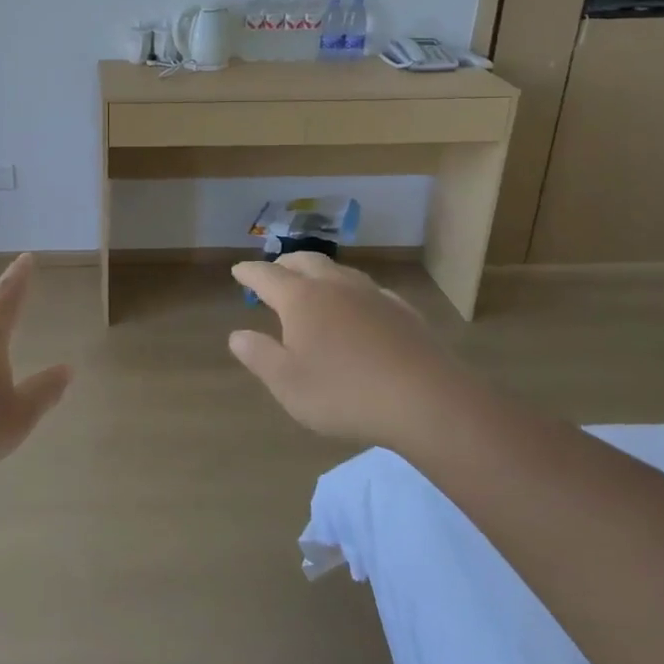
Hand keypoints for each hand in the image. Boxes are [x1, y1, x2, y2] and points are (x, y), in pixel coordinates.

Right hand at [229, 252, 480, 445]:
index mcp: (301, 299)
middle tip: (274, 271)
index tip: (238, 270)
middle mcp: (335, 287)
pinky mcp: (403, 312)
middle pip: (304, 261)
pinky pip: (369, 290)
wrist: (426, 401)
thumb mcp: (287, 383)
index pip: (267, 276)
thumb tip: (237, 335)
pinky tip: (359, 306)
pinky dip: (352, 291)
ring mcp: (373, 296)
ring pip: (339, 271)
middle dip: (284, 264)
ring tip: (313, 284)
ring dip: (319, 272)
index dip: (249, 273)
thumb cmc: (344, 393)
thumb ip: (259, 356)